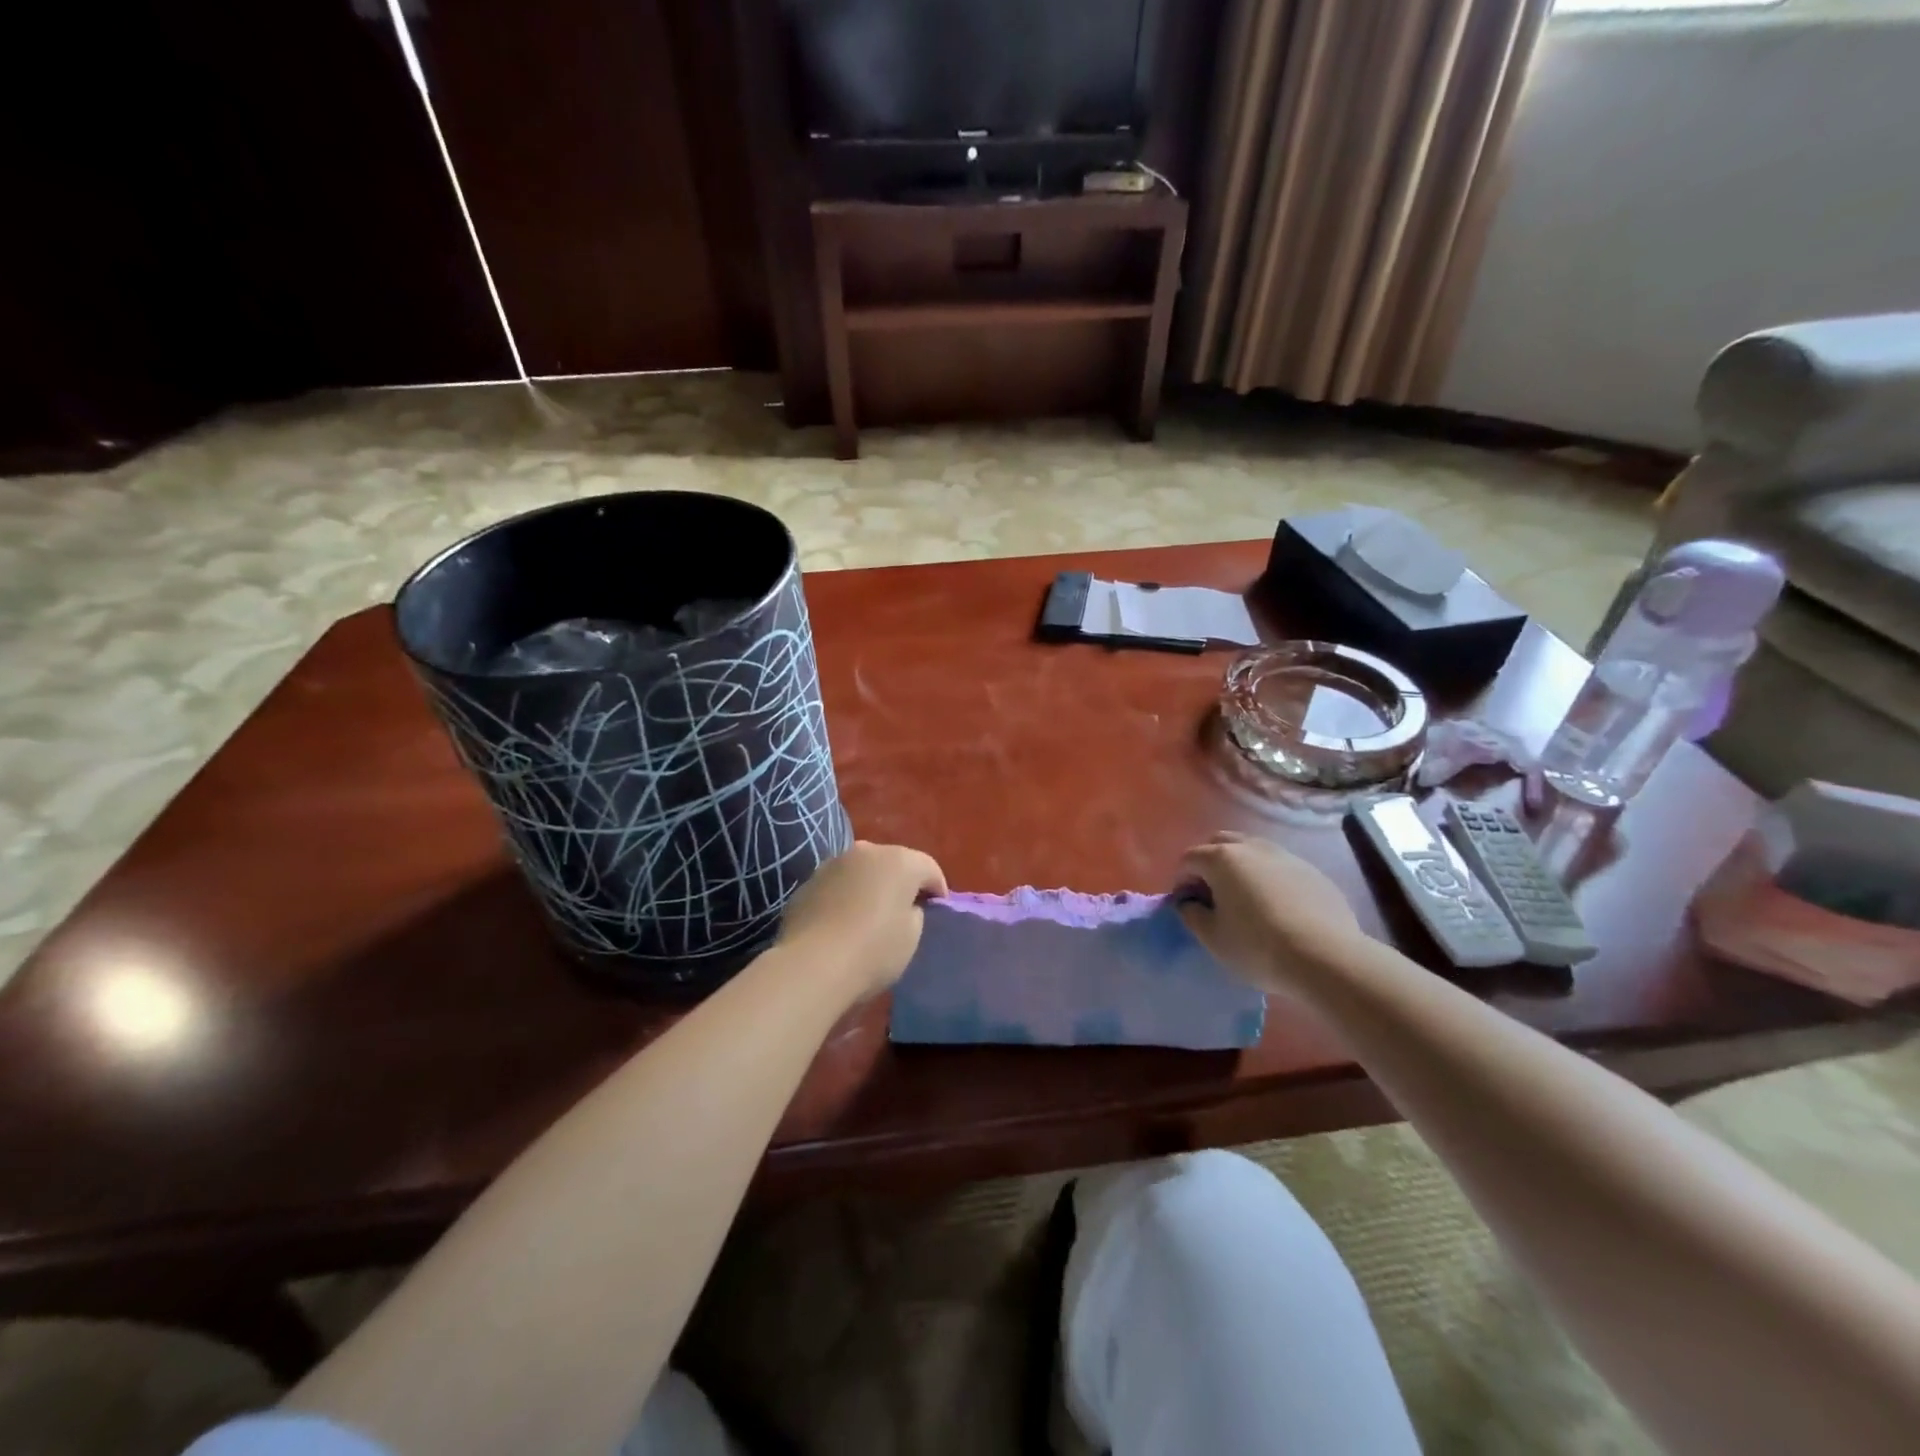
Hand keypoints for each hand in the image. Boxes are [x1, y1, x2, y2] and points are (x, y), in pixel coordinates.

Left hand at [775, 840, 948, 1001]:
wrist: (812, 965)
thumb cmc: (874, 950)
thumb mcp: (912, 936)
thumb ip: (914, 913)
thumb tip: (904, 907)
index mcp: (900, 861)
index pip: (929, 868)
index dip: (937, 890)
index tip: (936, 912)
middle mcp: (866, 851)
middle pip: (893, 863)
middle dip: (902, 883)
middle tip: (905, 911)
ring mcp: (833, 864)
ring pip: (862, 871)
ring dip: (870, 887)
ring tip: (870, 916)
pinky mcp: (808, 882)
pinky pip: (837, 885)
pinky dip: (845, 897)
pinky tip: (842, 923)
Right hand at [1175, 832, 1369, 992]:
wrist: (1326, 958)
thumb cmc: (1257, 947)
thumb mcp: (1212, 938)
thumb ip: (1191, 914)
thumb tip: (1189, 902)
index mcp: (1221, 859)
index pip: (1189, 859)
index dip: (1181, 881)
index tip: (1187, 905)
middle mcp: (1252, 847)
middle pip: (1219, 842)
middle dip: (1208, 863)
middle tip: (1211, 894)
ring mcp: (1285, 856)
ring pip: (1252, 849)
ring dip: (1240, 866)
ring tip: (1244, 898)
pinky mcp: (1312, 871)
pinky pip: (1279, 866)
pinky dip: (1268, 877)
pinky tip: (1277, 907)